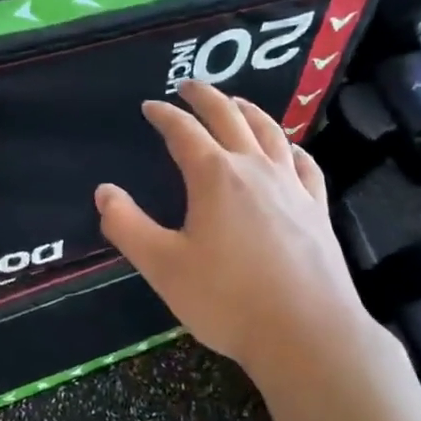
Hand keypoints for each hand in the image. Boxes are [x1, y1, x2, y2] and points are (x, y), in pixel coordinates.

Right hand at [96, 80, 374, 382]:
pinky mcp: (316, 209)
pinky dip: (289, 147)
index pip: (184, 131)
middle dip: (206, 97)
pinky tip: (288, 150)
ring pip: (270, 132)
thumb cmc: (227, 300)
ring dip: (249, 111)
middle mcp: (255, 169)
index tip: (150, 107)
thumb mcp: (163, 266)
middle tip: (189, 87)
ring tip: (236, 103)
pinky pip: (303, 163)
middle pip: (230, 117)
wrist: (307, 333)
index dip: (164, 115)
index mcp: (215, 176)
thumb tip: (104, 192)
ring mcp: (292, 186)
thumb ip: (128, 226)